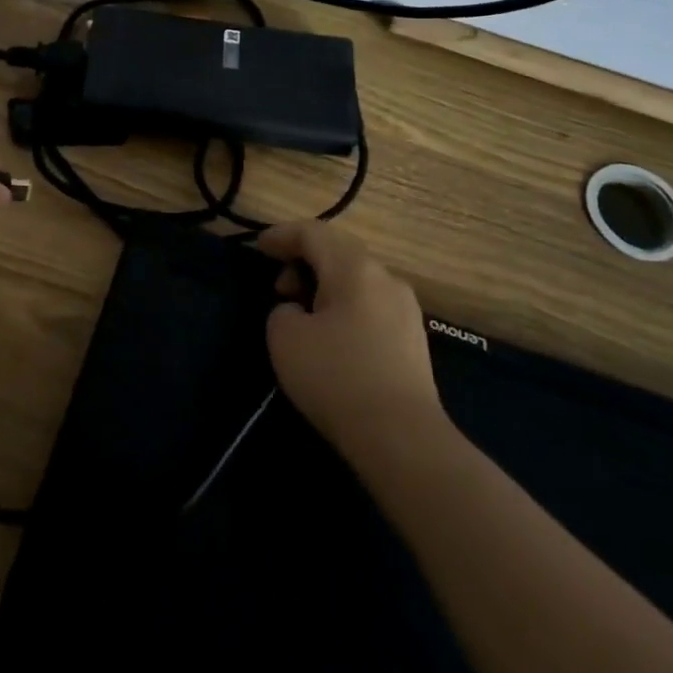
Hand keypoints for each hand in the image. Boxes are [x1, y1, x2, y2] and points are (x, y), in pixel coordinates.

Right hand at [258, 222, 446, 455]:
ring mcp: (406, 310)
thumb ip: (283, 311)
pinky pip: (371, 308)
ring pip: (357, 282)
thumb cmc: (337, 376)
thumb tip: (299, 312)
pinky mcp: (414, 342)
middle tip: (279, 290)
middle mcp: (386, 278)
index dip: (281, 235)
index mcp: (354, 268)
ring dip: (325, 288)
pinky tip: (332, 339)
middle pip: (338, 254)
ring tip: (302, 316)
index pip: (313, 233)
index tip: (258, 247)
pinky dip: (345, 309)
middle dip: (304, 263)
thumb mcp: (285, 337)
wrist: (403, 438)